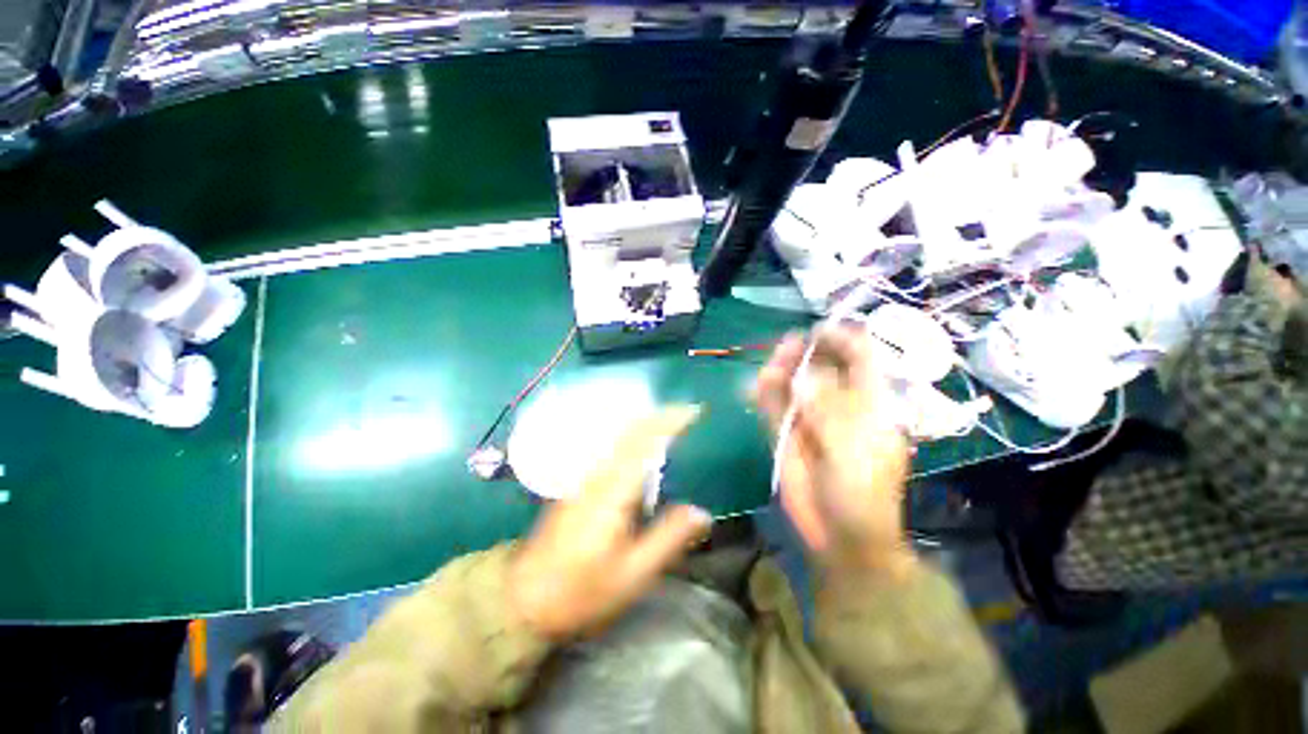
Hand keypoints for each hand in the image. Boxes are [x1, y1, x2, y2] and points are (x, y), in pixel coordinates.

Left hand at [508, 406, 713, 639]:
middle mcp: (598, 474)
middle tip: (688, 412)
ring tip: (672, 422)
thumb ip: (668, 538)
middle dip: (660, 415)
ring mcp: (585, 478)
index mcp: (613, 491)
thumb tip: (702, 512)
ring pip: (619, 437)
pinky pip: (612, 448)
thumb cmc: (581, 590)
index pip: (644, 441)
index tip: (693, 411)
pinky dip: (633, 437)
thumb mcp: (632, 574)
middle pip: (630, 431)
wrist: (525, 599)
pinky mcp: (580, 485)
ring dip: (646, 423)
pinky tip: (643, 447)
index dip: (669, 421)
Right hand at [754, 327, 916, 578]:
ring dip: (783, 370)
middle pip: (823, 368)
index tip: (820, 329)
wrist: (839, 539)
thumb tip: (803, 376)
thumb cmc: (861, 497)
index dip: (844, 340)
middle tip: (791, 343)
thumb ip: (828, 413)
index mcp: (869, 407)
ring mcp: (809, 419)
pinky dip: (765, 393)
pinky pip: (773, 407)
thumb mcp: (853, 454)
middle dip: (808, 352)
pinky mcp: (785, 434)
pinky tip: (756, 385)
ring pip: (794, 384)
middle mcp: (838, 406)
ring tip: (773, 364)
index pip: (862, 361)